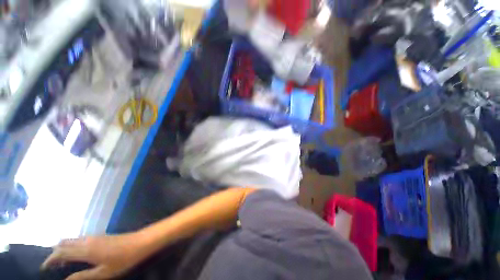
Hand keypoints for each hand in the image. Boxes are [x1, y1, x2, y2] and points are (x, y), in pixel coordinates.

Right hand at [41, 233, 148, 279]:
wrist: (141, 242)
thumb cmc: (123, 259)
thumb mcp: (103, 273)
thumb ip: (83, 276)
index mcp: (86, 250)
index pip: (60, 252)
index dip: (49, 260)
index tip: (43, 268)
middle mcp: (87, 240)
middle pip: (63, 243)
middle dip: (54, 253)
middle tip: (52, 267)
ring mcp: (94, 236)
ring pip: (71, 240)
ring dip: (63, 249)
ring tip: (62, 263)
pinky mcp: (100, 236)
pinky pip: (80, 239)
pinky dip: (72, 246)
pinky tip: (76, 255)